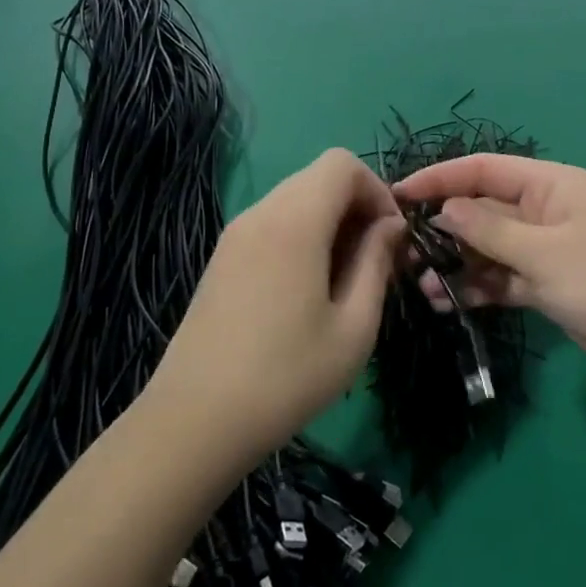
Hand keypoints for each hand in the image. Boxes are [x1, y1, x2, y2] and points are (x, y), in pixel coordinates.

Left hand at [148, 149, 404, 472]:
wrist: (194, 423)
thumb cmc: (286, 377)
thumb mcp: (354, 326)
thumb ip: (377, 262)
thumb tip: (391, 226)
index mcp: (294, 221)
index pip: (342, 163)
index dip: (377, 189)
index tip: (390, 238)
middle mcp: (261, 213)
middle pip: (319, 177)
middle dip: (357, 207)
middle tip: (375, 262)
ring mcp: (235, 235)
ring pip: (296, 199)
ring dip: (331, 223)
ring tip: (345, 280)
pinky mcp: (222, 258)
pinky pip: (273, 223)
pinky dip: (303, 236)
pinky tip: (307, 290)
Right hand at [393, 154, 585, 394]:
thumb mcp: (542, 252)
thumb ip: (488, 230)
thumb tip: (446, 209)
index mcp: (550, 185)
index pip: (484, 169)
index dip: (441, 178)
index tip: (400, 194)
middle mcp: (546, 210)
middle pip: (484, 209)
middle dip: (446, 228)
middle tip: (403, 250)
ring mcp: (547, 249)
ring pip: (490, 248)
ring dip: (458, 263)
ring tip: (422, 284)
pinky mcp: (548, 284)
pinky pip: (504, 277)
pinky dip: (478, 287)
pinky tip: (447, 302)